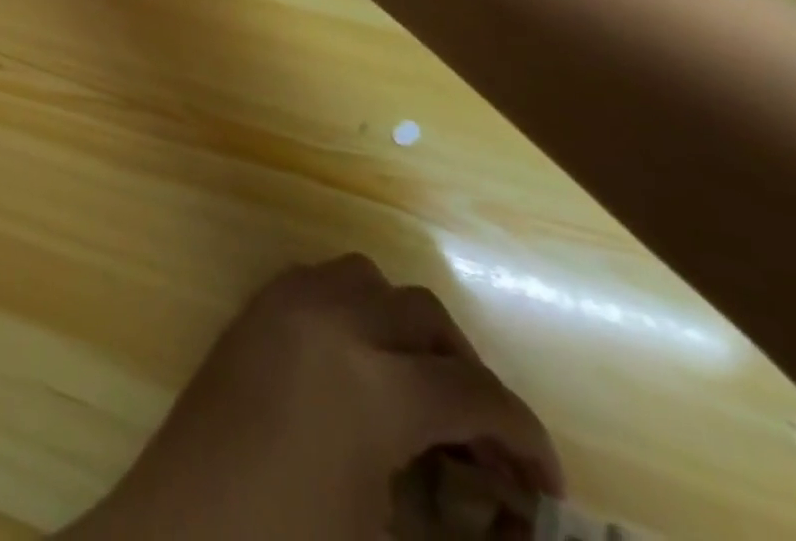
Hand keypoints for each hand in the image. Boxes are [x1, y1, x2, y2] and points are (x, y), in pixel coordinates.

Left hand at [58, 255, 560, 540]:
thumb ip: (459, 535)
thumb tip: (514, 525)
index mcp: (371, 384)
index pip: (473, 391)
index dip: (523, 436)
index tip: (545, 483)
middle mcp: (328, 318)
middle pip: (423, 314)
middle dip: (465, 372)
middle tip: (483, 442)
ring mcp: (281, 304)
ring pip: (368, 280)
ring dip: (404, 327)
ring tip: (418, 395)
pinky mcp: (250, 309)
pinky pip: (318, 281)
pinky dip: (353, 310)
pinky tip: (356, 370)